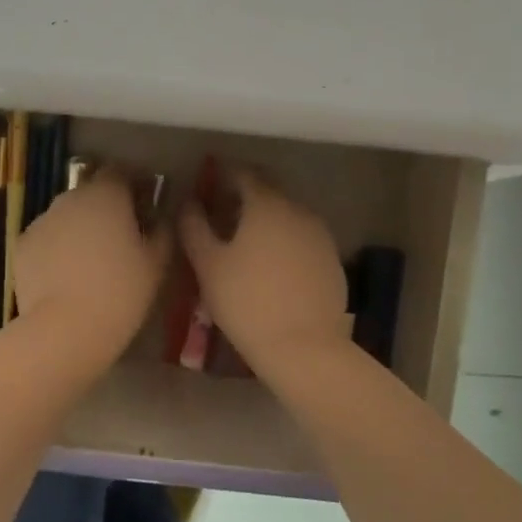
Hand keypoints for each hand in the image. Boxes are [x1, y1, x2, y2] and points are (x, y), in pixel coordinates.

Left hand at [14, 168, 171, 360]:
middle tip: (120, 238)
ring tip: (91, 262)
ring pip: (67, 215)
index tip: (143, 205)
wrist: (66, 329)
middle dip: (105, 208)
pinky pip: (47, 238)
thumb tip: (158, 217)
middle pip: (91, 192)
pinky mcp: (22, 244)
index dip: (133, 184)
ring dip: (80, 228)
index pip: (120, 171)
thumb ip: (162, 230)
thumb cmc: (121, 292)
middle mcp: (70, 197)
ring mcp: (42, 219)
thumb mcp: (157, 262)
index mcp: (106, 194)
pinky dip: (57, 248)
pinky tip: (66, 276)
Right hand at [178, 168, 351, 370]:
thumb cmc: (247, 302)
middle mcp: (298, 210)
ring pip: (287, 216)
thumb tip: (188, 204)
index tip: (207, 187)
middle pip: (268, 192)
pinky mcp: (332, 261)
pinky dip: (285, 242)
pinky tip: (272, 267)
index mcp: (266, 205)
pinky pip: (302, 240)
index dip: (222, 176)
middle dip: (244, 198)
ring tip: (245, 243)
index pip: (243, 174)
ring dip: (266, 220)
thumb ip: (194, 227)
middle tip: (222, 215)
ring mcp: (320, 236)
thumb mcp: (208, 265)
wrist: (304, 348)